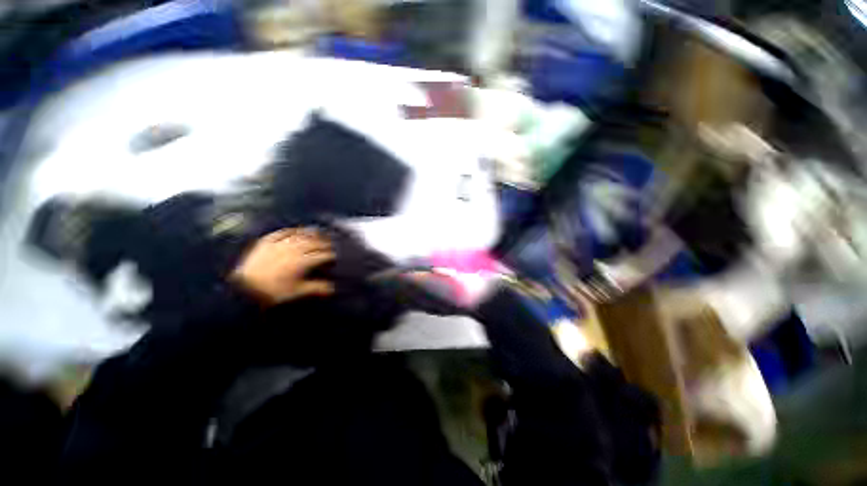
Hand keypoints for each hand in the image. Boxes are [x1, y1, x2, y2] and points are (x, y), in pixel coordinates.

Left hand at [232, 229, 334, 304]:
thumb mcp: (296, 292)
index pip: (322, 255)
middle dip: (325, 243)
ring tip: (319, 232)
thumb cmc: (272, 292)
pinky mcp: (267, 242)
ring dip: (312, 234)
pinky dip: (292, 230)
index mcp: (302, 262)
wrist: (243, 288)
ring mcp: (279, 244)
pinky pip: (282, 233)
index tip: (336, 256)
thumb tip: (332, 288)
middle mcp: (293, 250)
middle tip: (332, 244)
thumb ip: (316, 288)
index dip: (331, 255)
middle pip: (314, 243)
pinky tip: (297, 230)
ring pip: (300, 236)